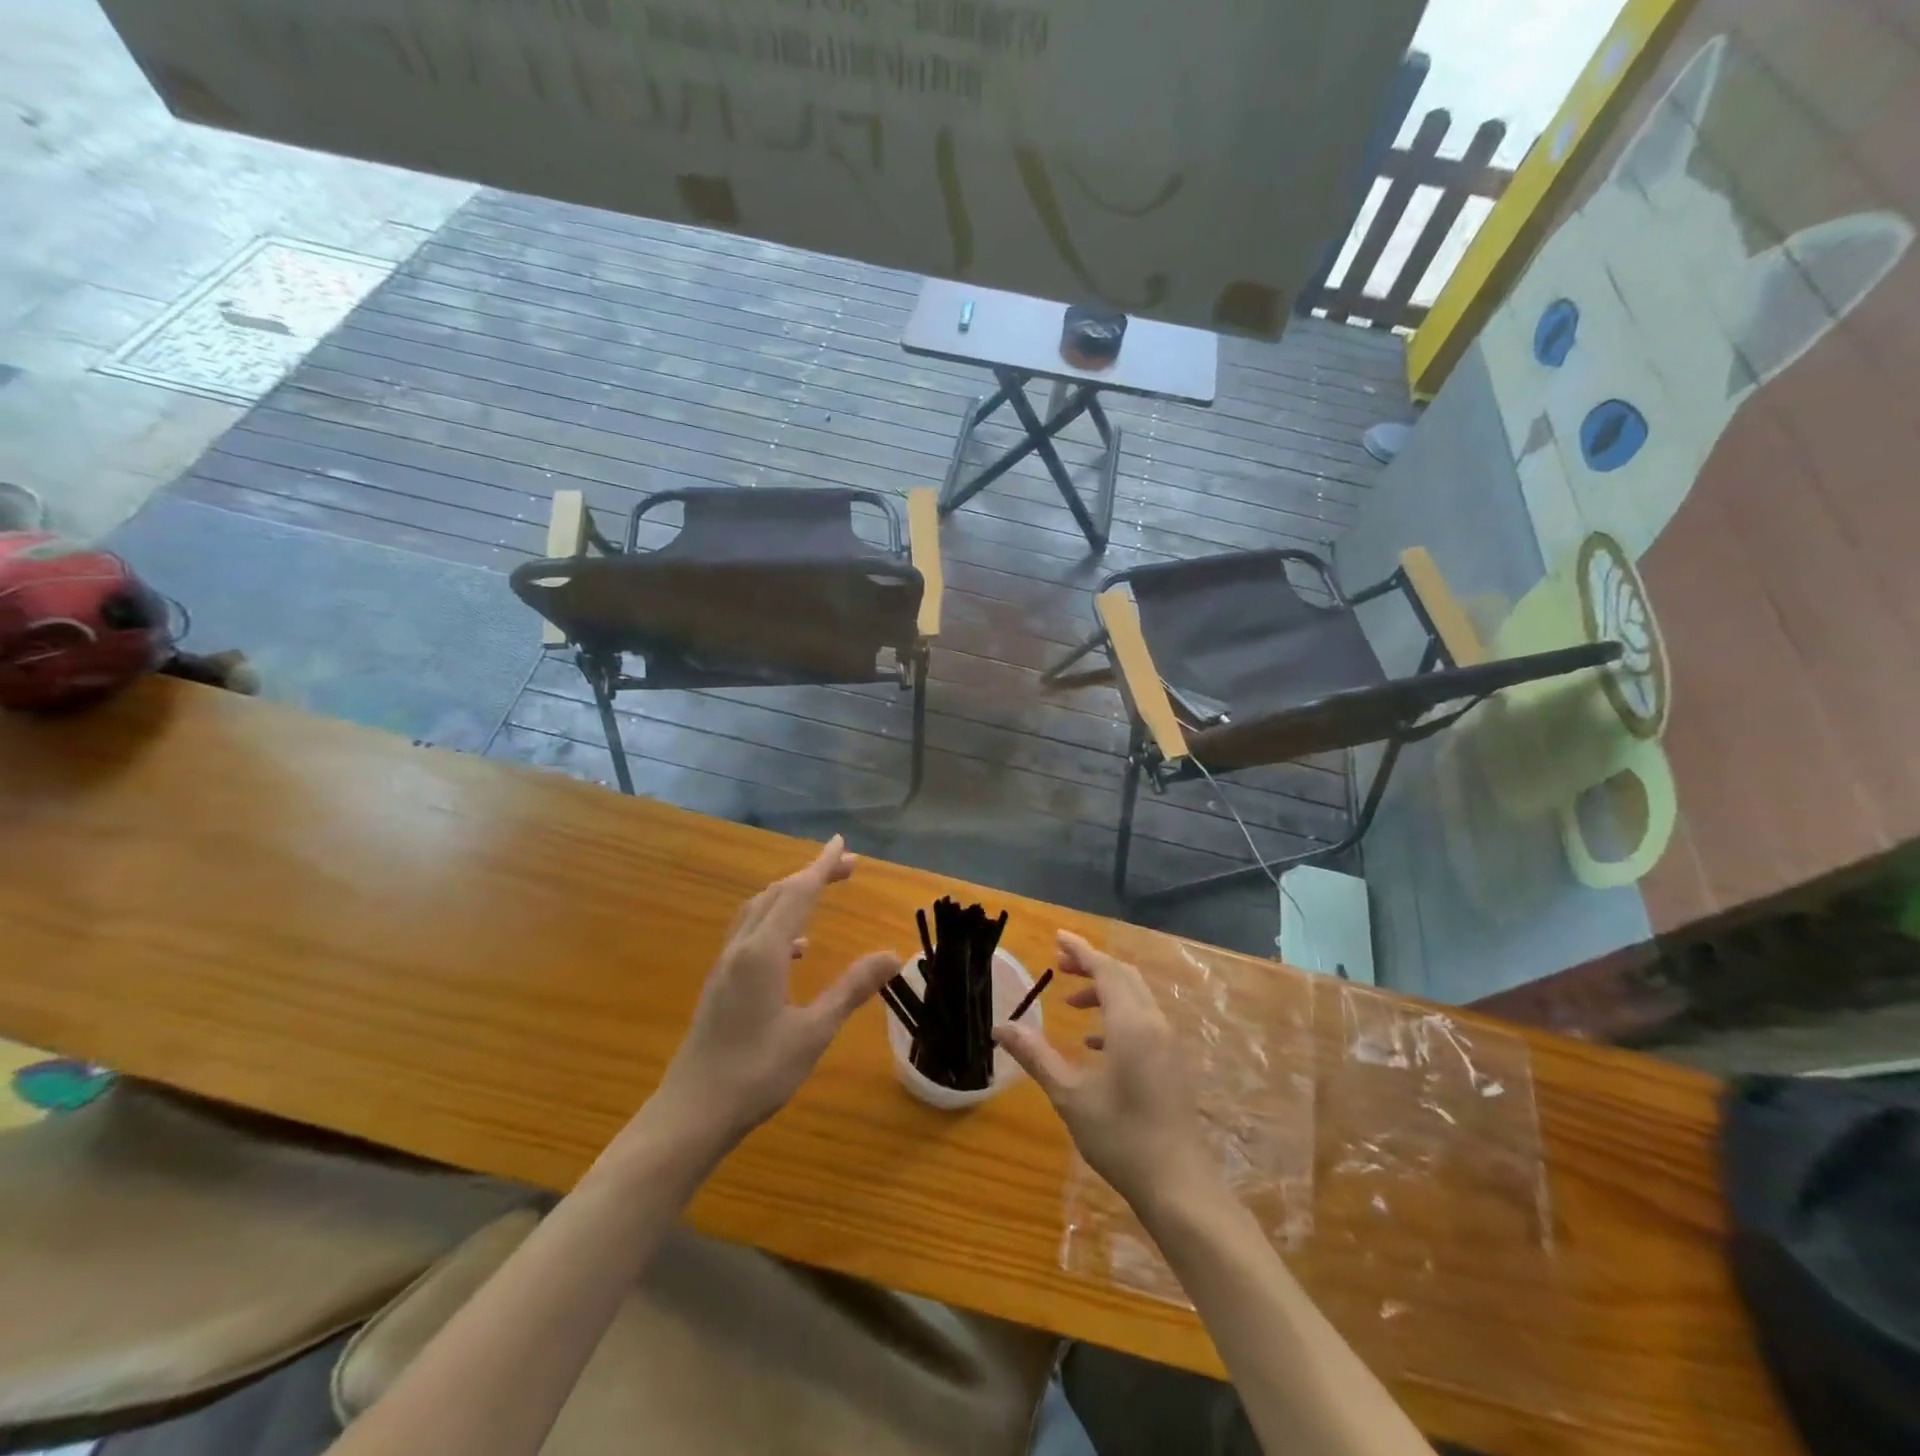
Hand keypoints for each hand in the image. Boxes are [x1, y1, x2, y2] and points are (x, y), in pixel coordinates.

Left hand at [650, 836, 899, 1153]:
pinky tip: (795, 949)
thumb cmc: (756, 1073)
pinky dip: (776, 922)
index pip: (799, 893)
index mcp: (764, 952)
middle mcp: (741, 948)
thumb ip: (851, 989)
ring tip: (820, 895)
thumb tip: (893, 955)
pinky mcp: (720, 983)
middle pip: (777, 894)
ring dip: (790, 894)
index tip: (843, 844)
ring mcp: (725, 965)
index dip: (822, 866)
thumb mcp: (814, 1032)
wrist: (691, 1113)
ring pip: (758, 910)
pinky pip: (749, 933)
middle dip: (811, 874)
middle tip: (847, 868)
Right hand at [994, 931, 1207, 1212]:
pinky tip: (1095, 1041)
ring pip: (1136, 997)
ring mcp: (1168, 1043)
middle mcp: (1154, 1023)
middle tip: (1059, 965)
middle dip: (1091, 965)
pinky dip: (1118, 1014)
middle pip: (1123, 977)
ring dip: (1104, 990)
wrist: (1178, 1185)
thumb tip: (1001, 1027)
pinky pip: (1144, 1019)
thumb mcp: (1069, 1095)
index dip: (1081, 951)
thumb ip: (1036, 1055)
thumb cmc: (1120, 1137)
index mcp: (1131, 1024)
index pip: (1105, 970)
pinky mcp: (1172, 1062)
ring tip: (1071, 1002)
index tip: (1057, 937)